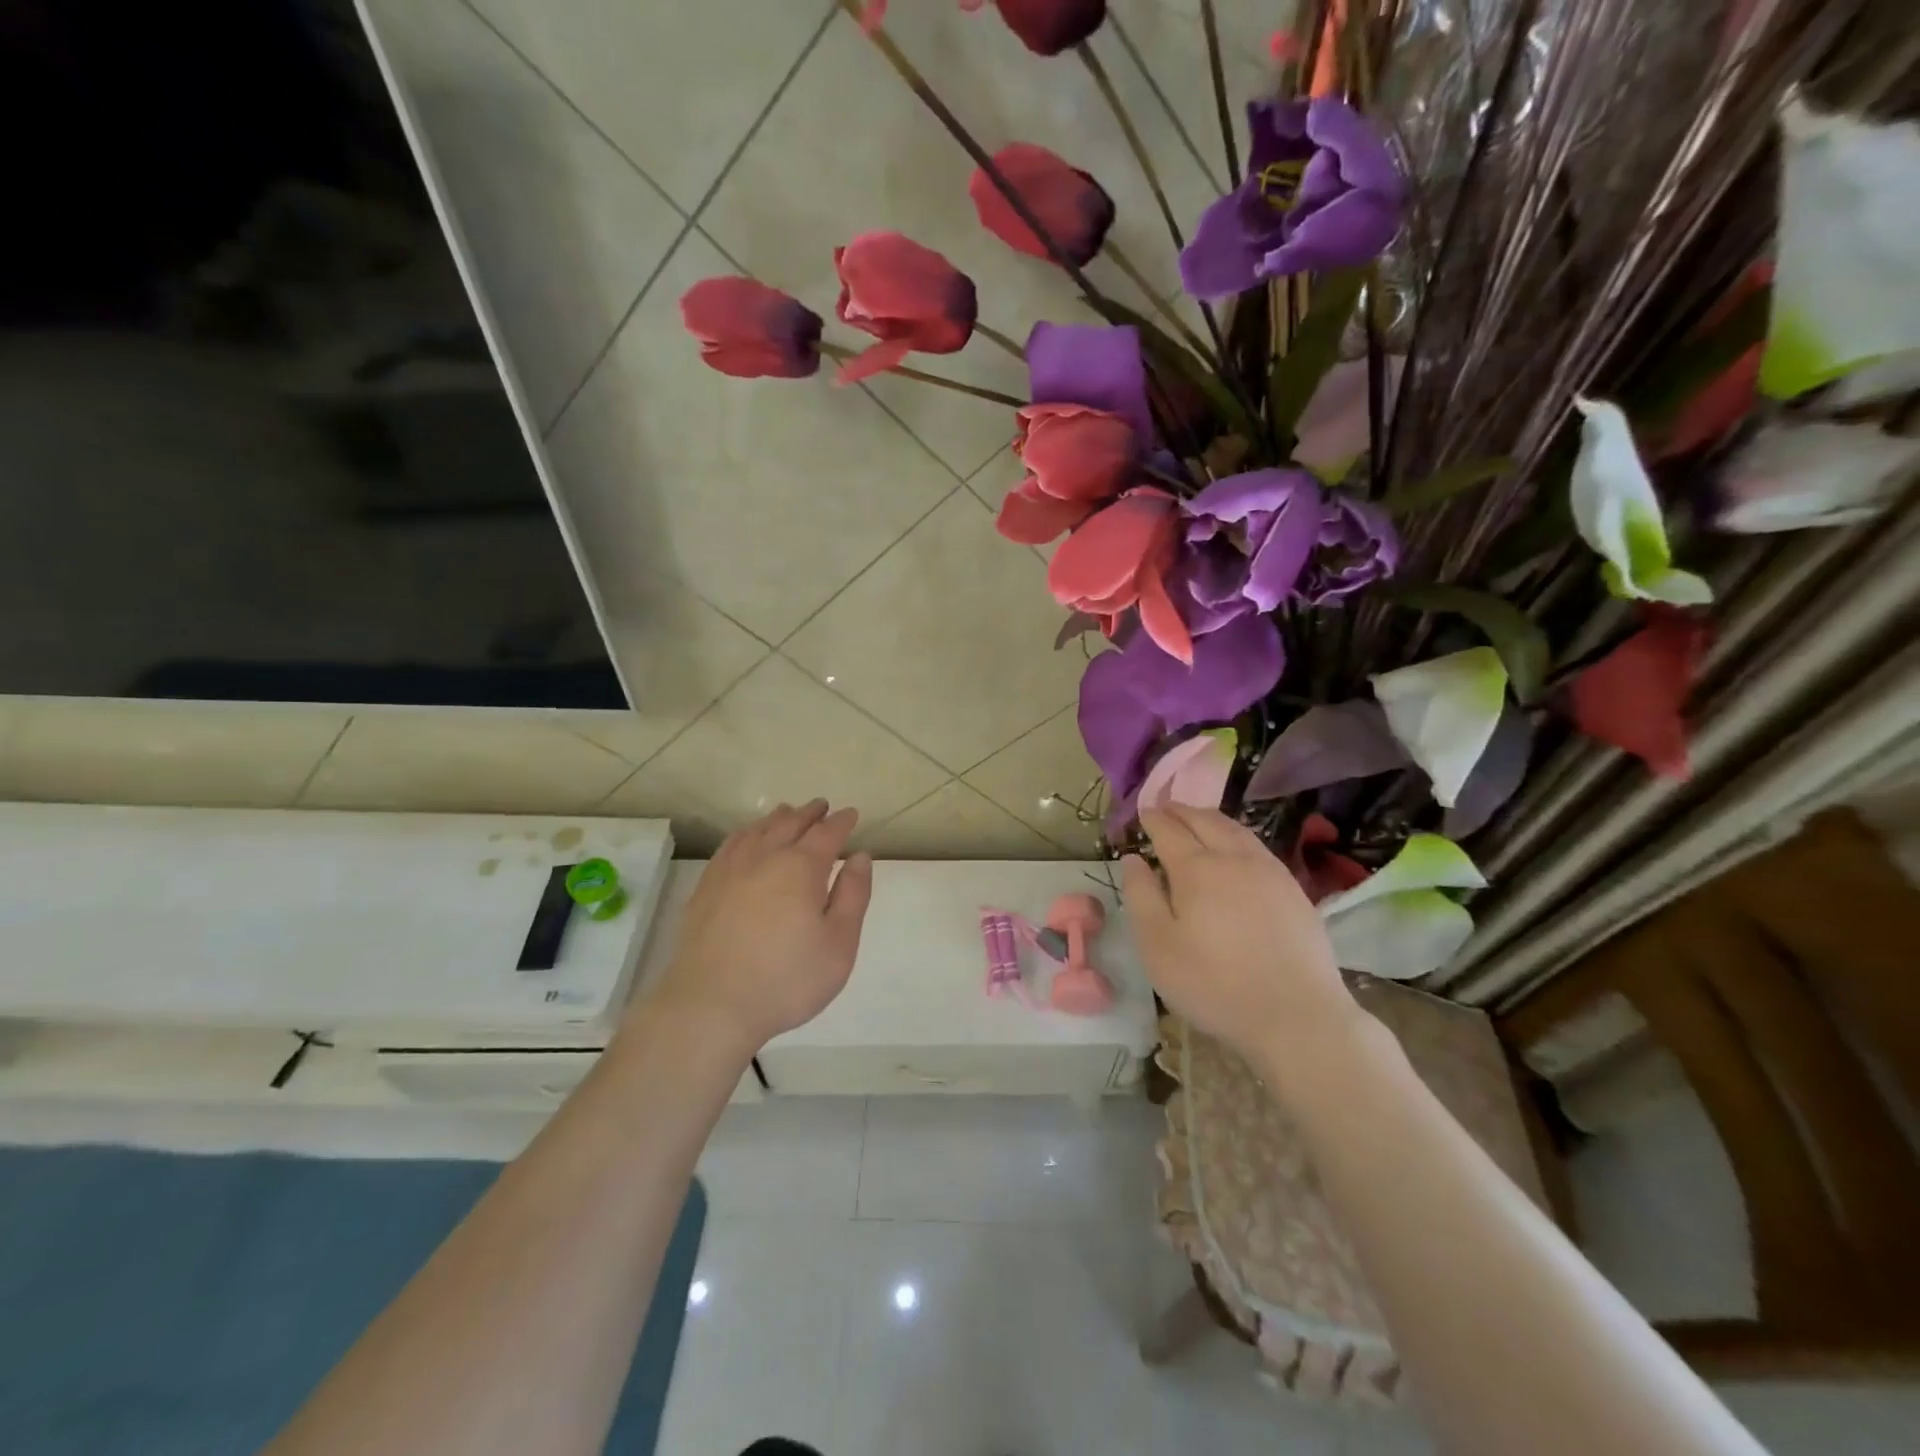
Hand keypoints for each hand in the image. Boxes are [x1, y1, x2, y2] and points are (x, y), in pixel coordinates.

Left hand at [650, 800, 873, 1059]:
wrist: (710, 1005)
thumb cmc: (786, 979)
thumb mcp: (839, 943)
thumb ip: (853, 895)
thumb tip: (860, 856)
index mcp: (801, 867)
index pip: (827, 833)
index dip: (841, 822)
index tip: (851, 814)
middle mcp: (764, 857)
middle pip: (790, 824)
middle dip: (809, 813)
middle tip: (822, 806)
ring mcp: (730, 870)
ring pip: (757, 830)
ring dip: (777, 818)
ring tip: (787, 813)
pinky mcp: (705, 888)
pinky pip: (729, 846)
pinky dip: (745, 834)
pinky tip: (746, 839)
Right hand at [1121, 805, 1359, 1063]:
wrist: (1296, 1016)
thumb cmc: (1213, 983)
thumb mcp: (1158, 946)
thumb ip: (1141, 896)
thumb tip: (1132, 859)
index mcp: (1196, 869)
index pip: (1169, 830)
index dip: (1153, 819)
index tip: (1142, 813)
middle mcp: (1234, 859)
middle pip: (1205, 821)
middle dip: (1181, 811)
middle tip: (1165, 807)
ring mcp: (1270, 872)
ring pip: (1236, 830)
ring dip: (1211, 818)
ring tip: (1198, 818)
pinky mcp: (1294, 890)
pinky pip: (1258, 847)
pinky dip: (1238, 836)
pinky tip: (1237, 848)